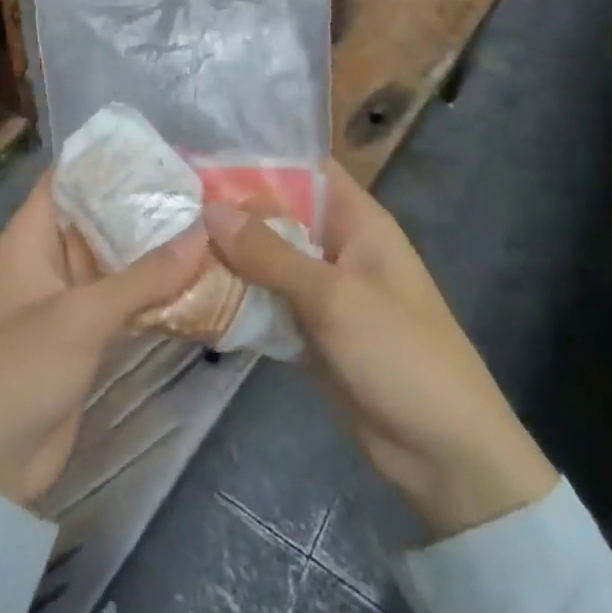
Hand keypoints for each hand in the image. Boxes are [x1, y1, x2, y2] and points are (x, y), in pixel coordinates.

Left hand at [0, 168, 209, 506]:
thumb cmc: (18, 370)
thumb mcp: (80, 317)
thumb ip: (143, 277)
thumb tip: (203, 234)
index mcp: (31, 237)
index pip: (69, 177)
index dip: (109, 159)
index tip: (162, 149)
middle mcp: (50, 259)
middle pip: (99, 217)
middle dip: (144, 204)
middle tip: (202, 186)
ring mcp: (69, 299)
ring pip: (116, 259)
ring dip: (155, 249)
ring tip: (210, 224)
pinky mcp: (87, 336)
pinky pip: (124, 300)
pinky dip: (155, 290)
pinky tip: (198, 278)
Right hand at [206, 163, 556, 538]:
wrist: (444, 453)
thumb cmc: (400, 353)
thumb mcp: (334, 297)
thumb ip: (270, 254)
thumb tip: (212, 210)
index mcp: (357, 221)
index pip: (305, 169)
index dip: (259, 159)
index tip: (204, 159)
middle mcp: (337, 246)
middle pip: (278, 215)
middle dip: (231, 210)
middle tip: (170, 204)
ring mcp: (322, 290)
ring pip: (267, 260)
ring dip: (228, 256)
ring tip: (168, 243)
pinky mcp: (310, 329)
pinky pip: (267, 302)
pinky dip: (237, 297)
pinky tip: (190, 293)